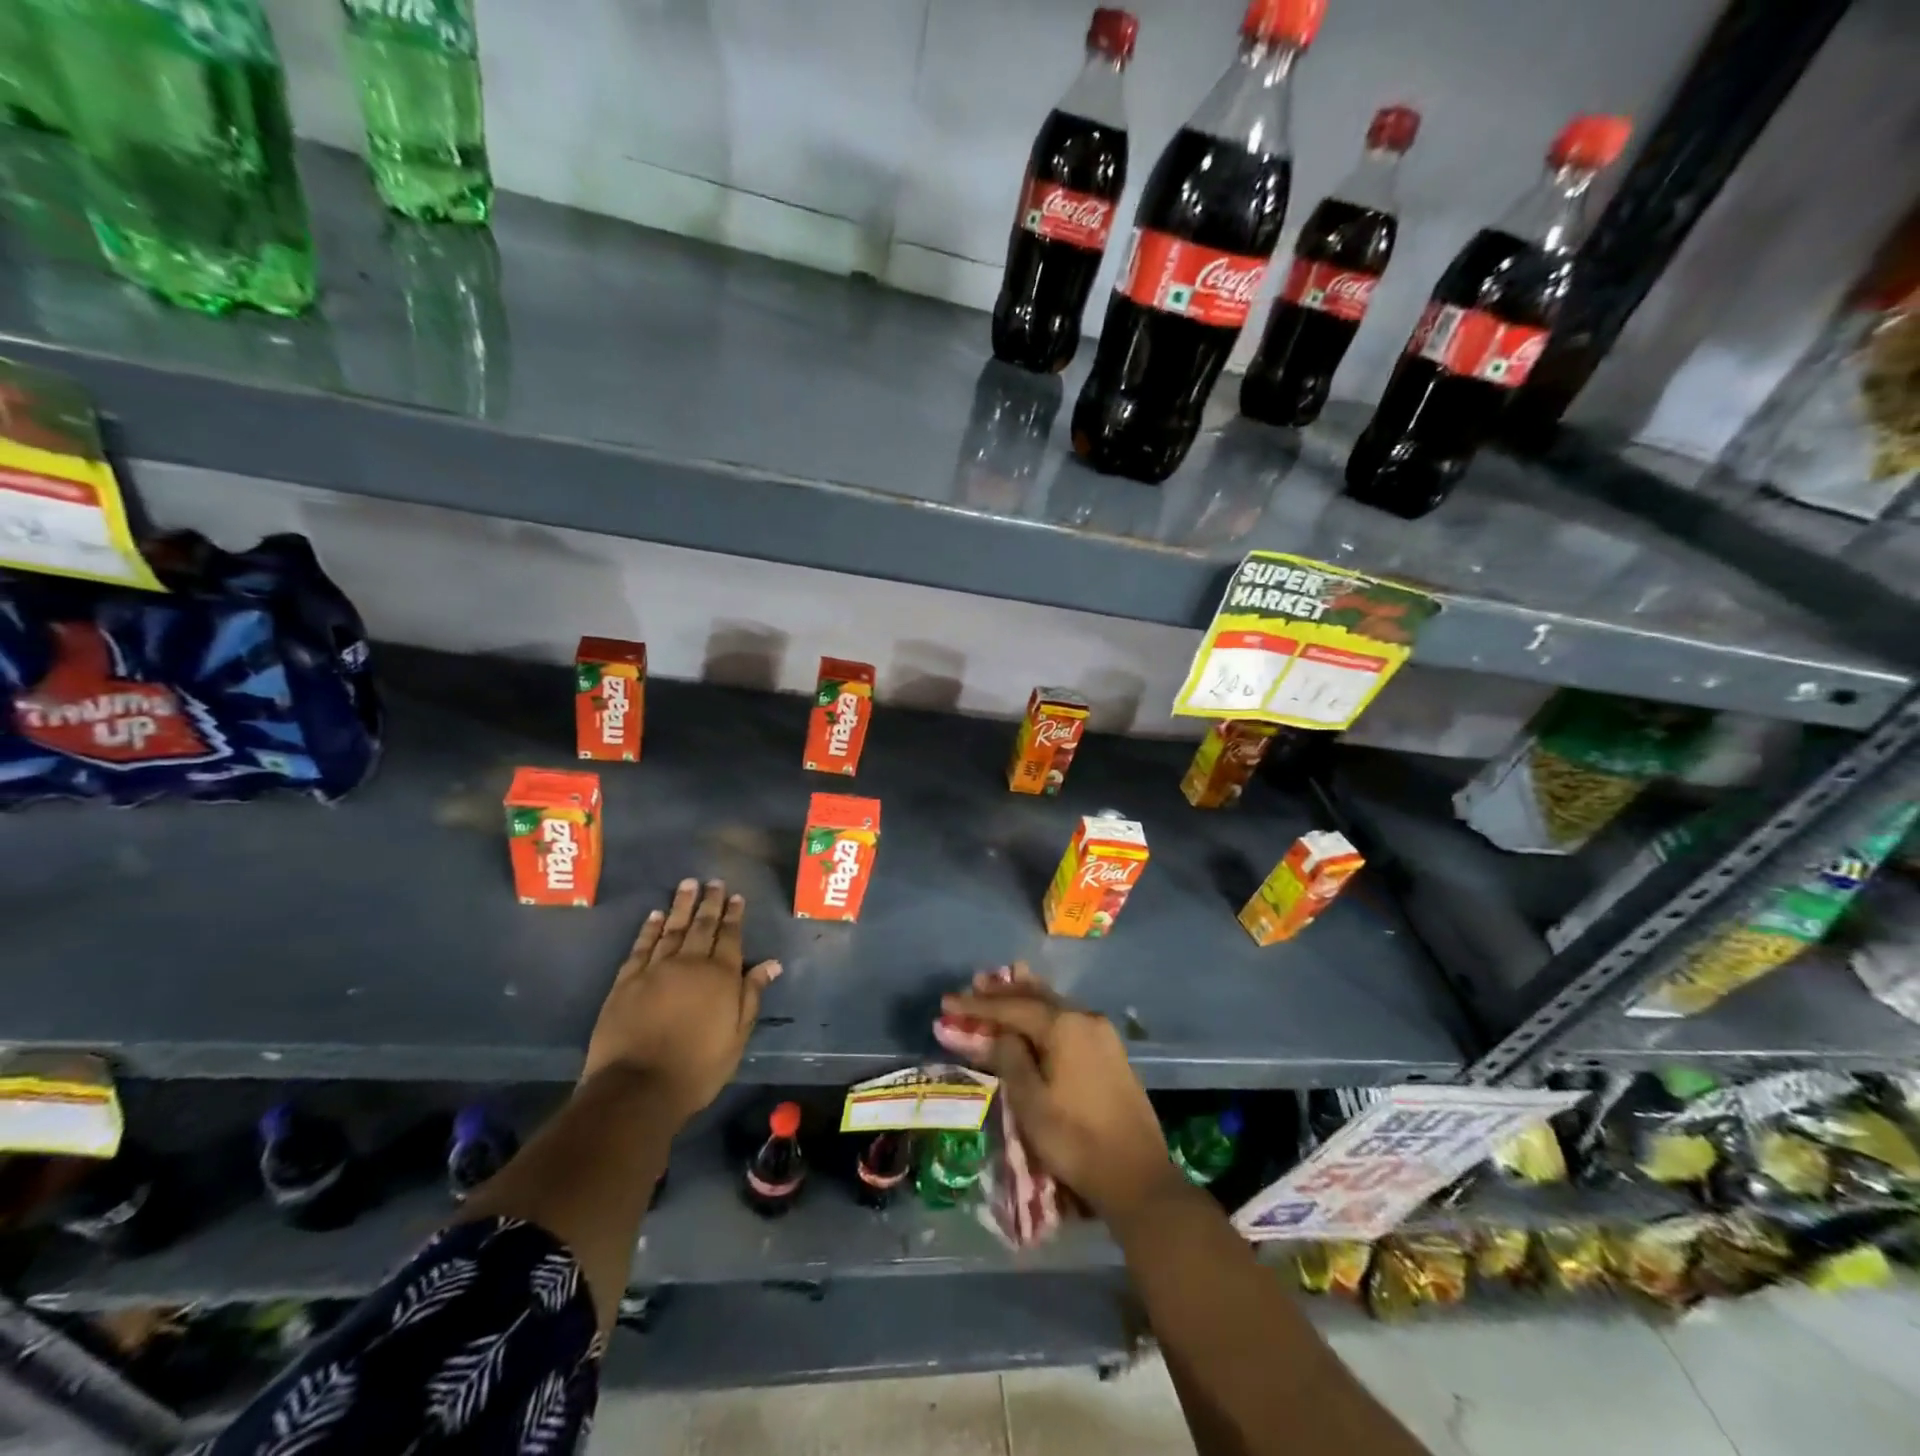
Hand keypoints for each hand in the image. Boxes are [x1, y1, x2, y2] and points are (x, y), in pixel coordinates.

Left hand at [583, 878, 780, 1120]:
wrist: (637, 1088)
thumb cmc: (697, 1068)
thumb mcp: (736, 1036)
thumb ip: (752, 995)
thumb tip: (771, 963)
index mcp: (720, 976)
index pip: (730, 937)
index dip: (734, 915)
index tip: (736, 896)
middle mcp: (689, 964)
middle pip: (702, 926)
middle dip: (710, 902)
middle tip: (713, 882)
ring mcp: (655, 970)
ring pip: (671, 929)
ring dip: (681, 906)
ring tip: (687, 885)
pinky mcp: (626, 981)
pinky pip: (641, 946)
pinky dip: (649, 929)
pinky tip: (654, 915)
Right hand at [939, 965, 1179, 1225]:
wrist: (1137, 1176)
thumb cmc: (1075, 1139)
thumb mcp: (1030, 1101)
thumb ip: (1008, 1057)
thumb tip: (999, 1032)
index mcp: (1064, 1025)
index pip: (1011, 1006)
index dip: (976, 1005)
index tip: (947, 1003)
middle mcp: (1085, 1018)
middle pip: (1035, 996)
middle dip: (1002, 992)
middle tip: (973, 985)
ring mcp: (1102, 1034)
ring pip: (1053, 1005)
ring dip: (1023, 1000)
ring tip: (998, 991)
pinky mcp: (1110, 1052)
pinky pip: (1067, 1020)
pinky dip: (1043, 1015)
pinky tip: (1033, 1016)